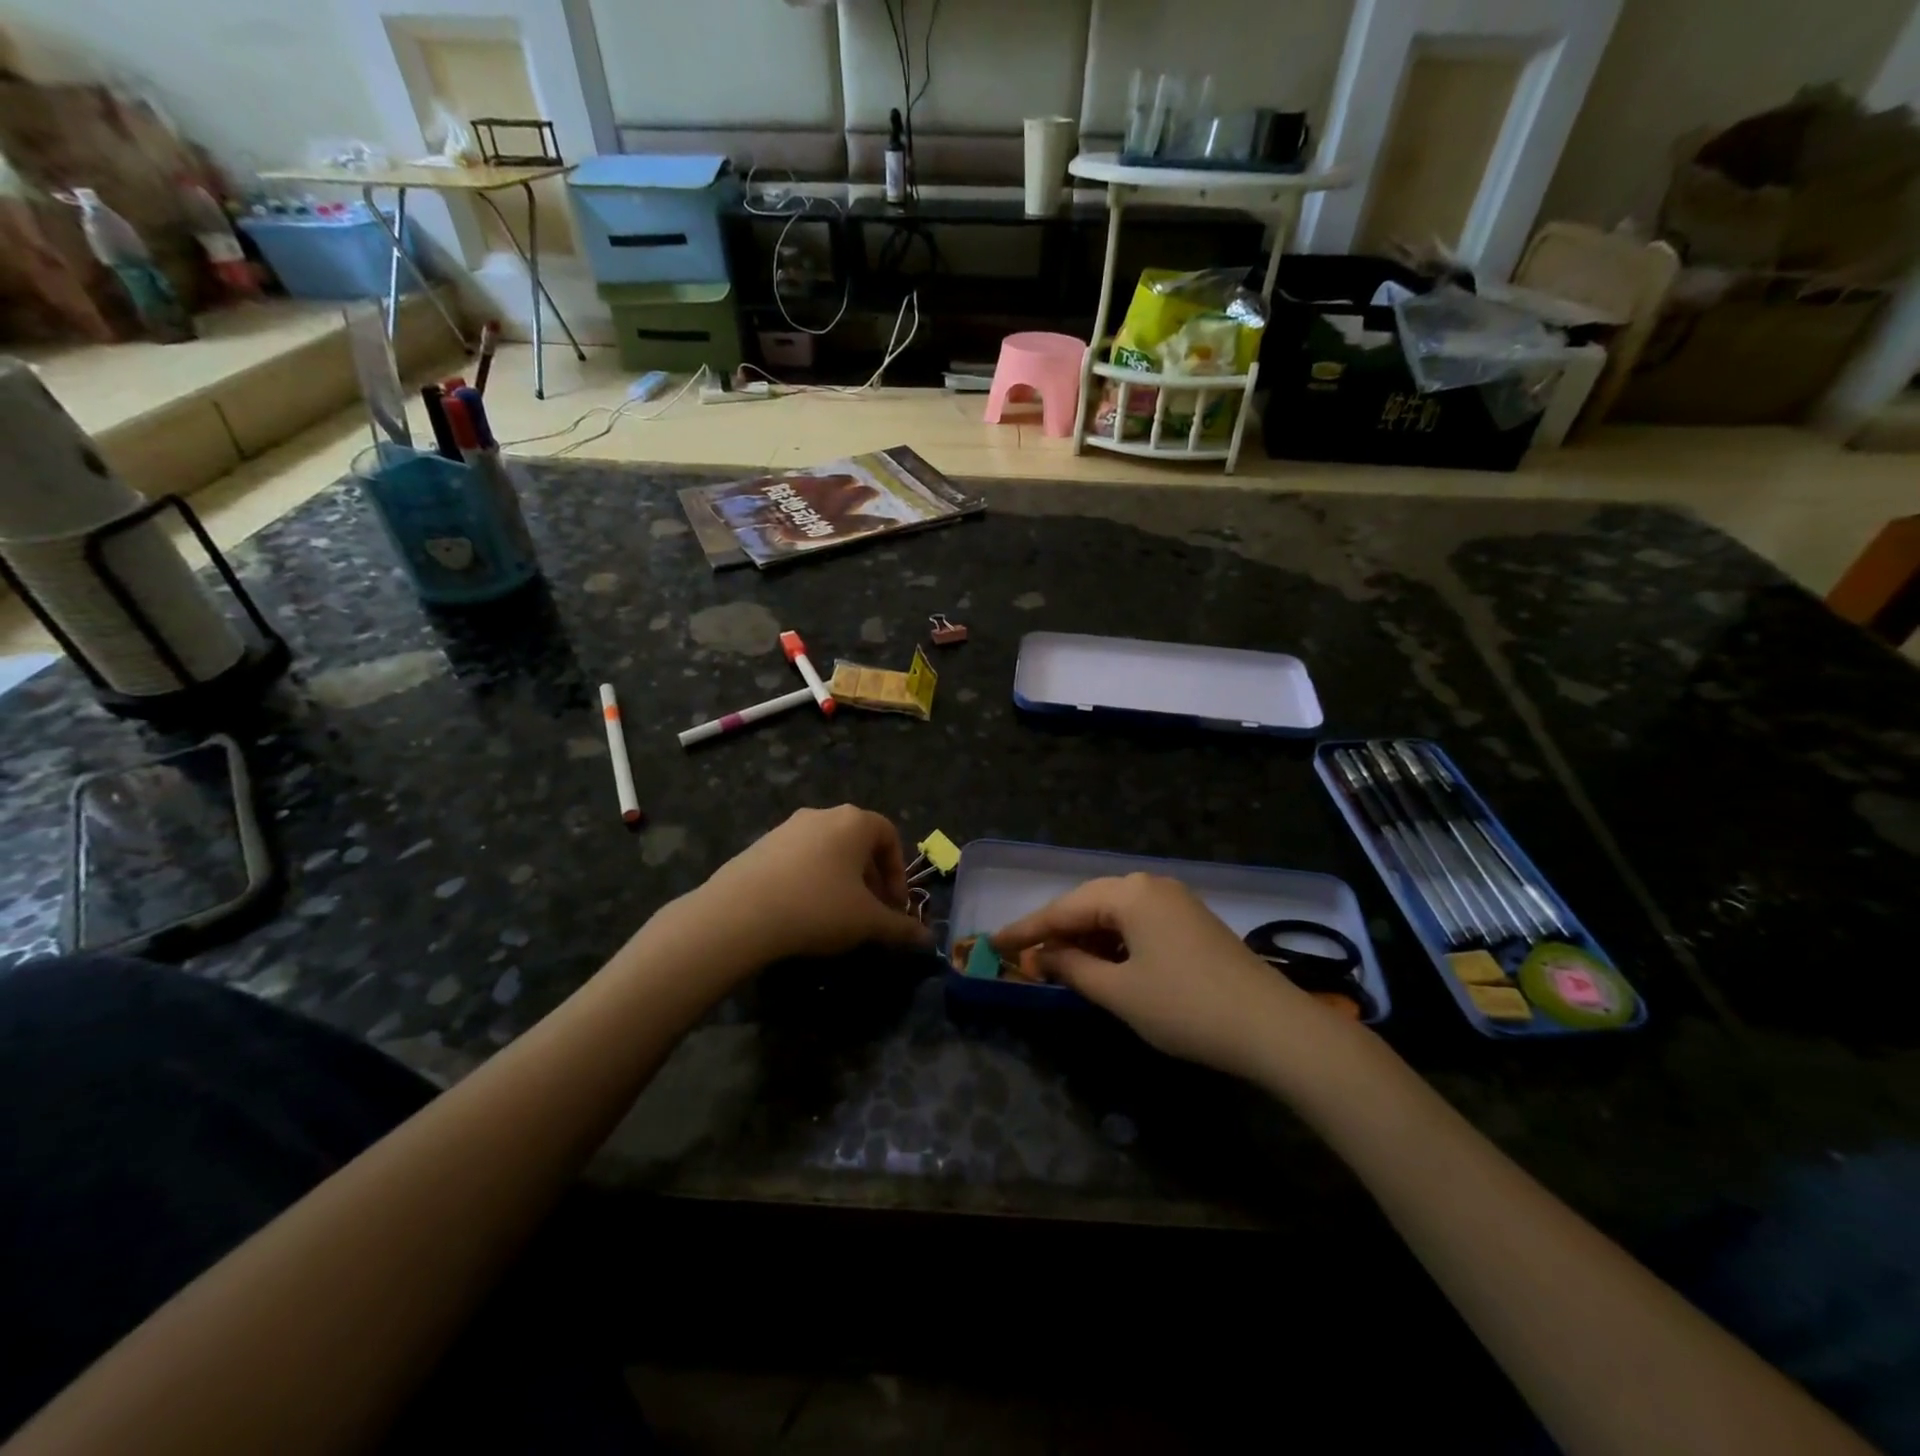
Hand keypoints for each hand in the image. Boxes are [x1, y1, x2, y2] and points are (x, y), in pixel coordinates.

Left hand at [691, 805, 931, 964]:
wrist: (739, 914)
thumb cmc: (817, 908)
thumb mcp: (867, 922)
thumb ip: (900, 928)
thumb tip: (928, 941)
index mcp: (854, 822)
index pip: (889, 835)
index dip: (897, 872)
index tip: (894, 906)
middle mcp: (822, 815)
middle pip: (858, 842)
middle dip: (870, 878)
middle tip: (870, 914)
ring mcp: (787, 828)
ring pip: (827, 850)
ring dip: (841, 880)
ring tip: (837, 916)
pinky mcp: (760, 846)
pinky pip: (798, 859)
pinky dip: (810, 880)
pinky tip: (802, 912)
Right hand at [991, 873, 1335, 1079]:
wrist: (1273, 1027)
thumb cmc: (1186, 1007)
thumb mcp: (1120, 992)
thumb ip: (1073, 968)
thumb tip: (1040, 955)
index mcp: (1129, 893)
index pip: (1063, 908)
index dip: (1025, 929)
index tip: (992, 942)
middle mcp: (1150, 886)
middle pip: (1088, 904)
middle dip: (1055, 931)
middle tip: (1020, 954)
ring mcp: (1175, 902)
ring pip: (1114, 914)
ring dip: (1085, 938)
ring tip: (1057, 963)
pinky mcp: (1192, 922)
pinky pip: (1138, 923)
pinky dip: (1113, 942)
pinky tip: (1102, 963)